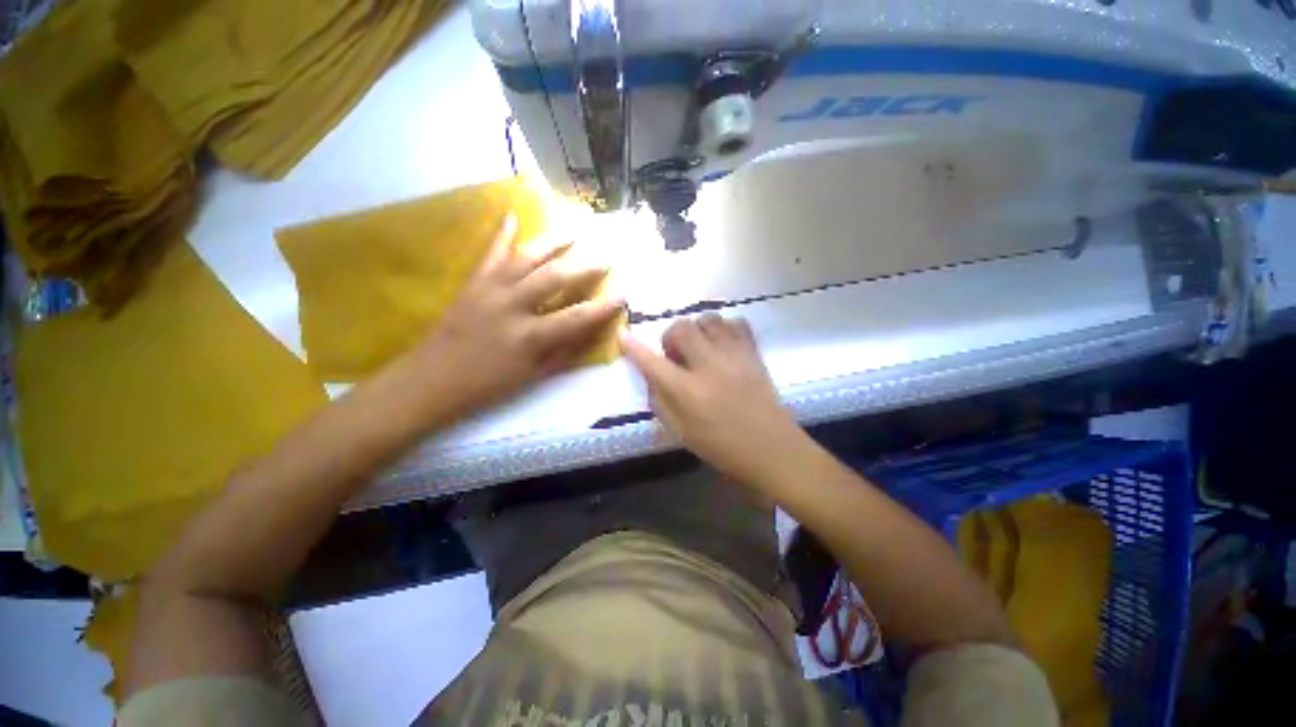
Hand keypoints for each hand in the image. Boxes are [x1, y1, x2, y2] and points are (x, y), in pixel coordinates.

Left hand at [417, 215, 622, 415]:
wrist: (432, 380)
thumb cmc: (488, 386)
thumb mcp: (534, 377)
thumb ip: (565, 352)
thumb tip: (592, 332)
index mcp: (530, 337)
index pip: (577, 317)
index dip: (603, 307)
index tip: (622, 296)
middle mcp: (512, 306)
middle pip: (556, 278)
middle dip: (585, 267)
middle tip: (605, 258)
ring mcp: (490, 290)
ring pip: (526, 257)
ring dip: (552, 242)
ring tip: (572, 232)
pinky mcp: (472, 283)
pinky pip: (489, 253)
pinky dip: (501, 233)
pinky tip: (512, 215)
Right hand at [620, 314, 808, 488]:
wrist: (772, 449)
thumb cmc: (722, 447)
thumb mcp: (681, 432)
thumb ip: (660, 401)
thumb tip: (651, 375)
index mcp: (688, 392)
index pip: (652, 362)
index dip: (633, 347)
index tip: (622, 335)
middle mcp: (709, 366)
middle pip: (681, 328)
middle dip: (671, 337)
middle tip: (677, 357)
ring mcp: (735, 356)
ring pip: (708, 319)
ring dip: (697, 330)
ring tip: (700, 349)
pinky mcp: (753, 352)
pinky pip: (736, 323)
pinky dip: (723, 329)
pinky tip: (722, 346)